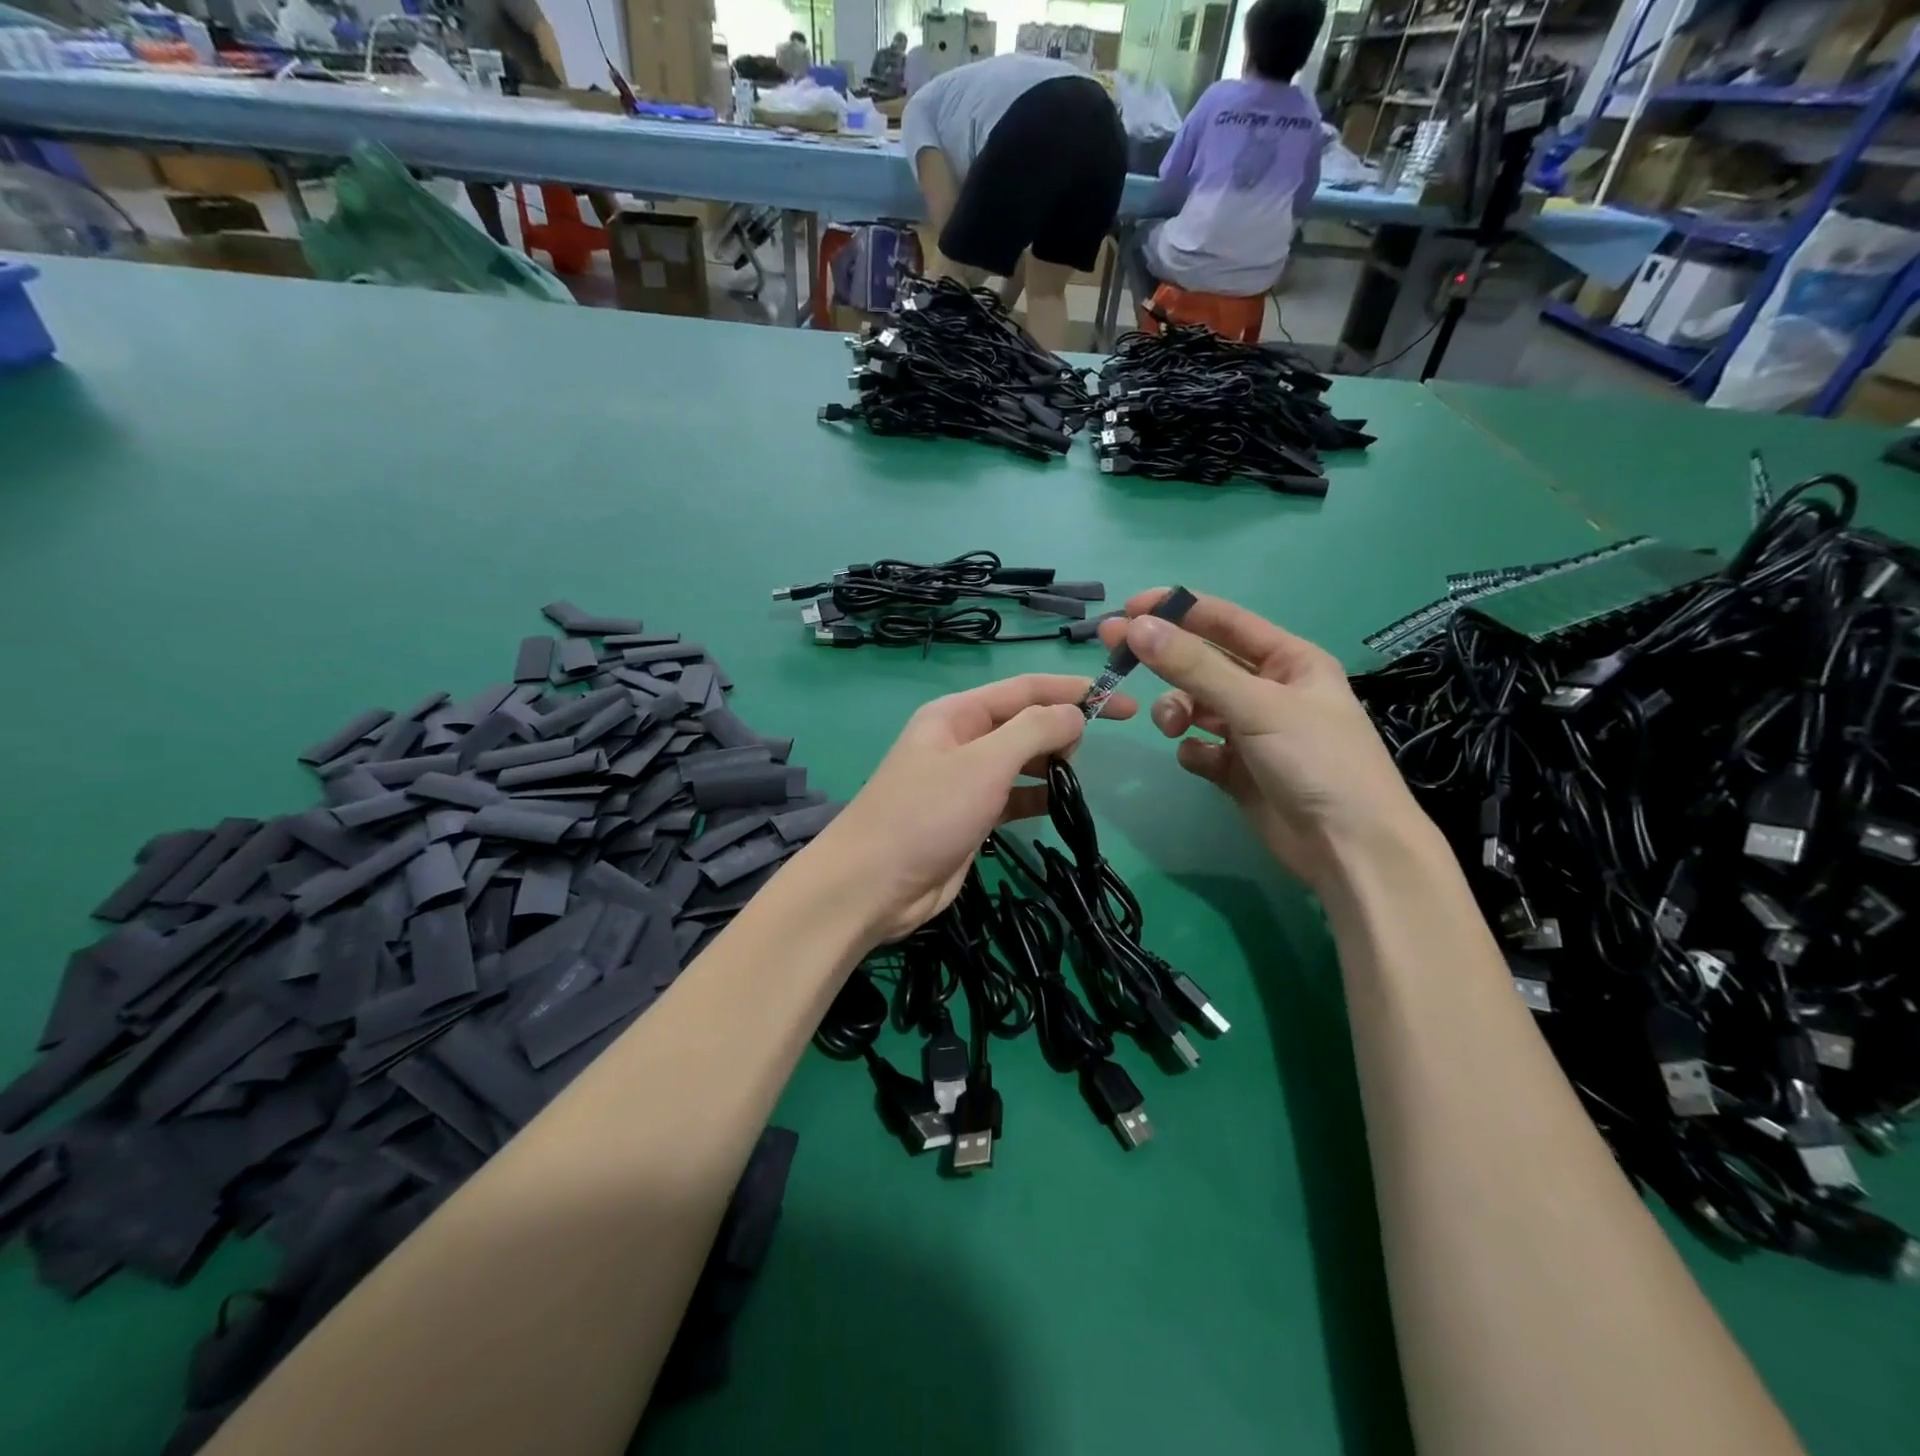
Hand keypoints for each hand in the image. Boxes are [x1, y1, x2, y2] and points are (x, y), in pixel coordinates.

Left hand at [809, 674, 1136, 943]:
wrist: (874, 885)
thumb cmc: (926, 813)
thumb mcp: (984, 762)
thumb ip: (1034, 730)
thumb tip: (1076, 713)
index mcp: (957, 713)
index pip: (1025, 689)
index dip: (1074, 690)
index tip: (1120, 701)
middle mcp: (961, 740)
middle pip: (1024, 722)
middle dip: (1061, 728)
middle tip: (1089, 751)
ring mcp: (964, 780)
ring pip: (1020, 760)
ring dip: (1051, 763)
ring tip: (1076, 778)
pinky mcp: (970, 817)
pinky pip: (1013, 796)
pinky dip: (1037, 795)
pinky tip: (1059, 804)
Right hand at [1099, 589, 1422, 893]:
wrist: (1349, 849)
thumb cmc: (1317, 761)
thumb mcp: (1257, 705)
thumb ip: (1193, 666)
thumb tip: (1137, 626)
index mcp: (1288, 660)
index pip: (1224, 621)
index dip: (1177, 610)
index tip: (1129, 608)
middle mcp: (1268, 690)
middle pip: (1202, 663)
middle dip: (1163, 659)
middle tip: (1115, 652)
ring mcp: (1252, 732)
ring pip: (1195, 706)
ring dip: (1177, 711)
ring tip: (1174, 728)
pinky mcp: (1237, 770)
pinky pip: (1199, 748)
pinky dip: (1193, 750)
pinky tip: (1202, 761)